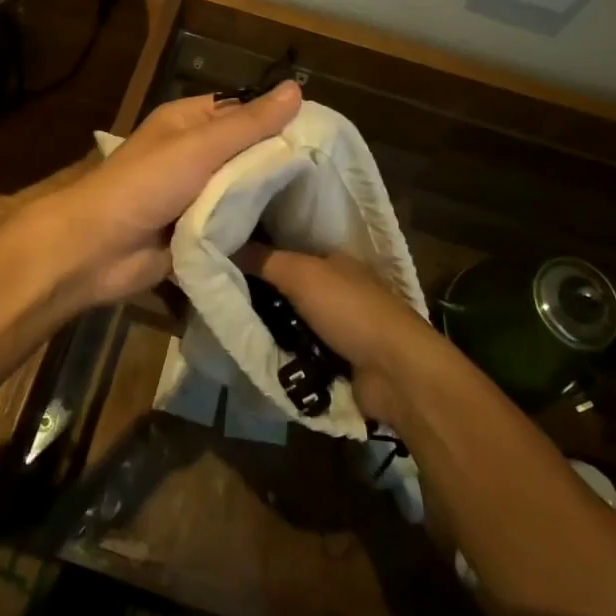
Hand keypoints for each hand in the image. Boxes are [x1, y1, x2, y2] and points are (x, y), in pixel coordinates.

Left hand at [43, 81, 303, 308]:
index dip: (279, 119)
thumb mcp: (200, 146)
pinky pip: (234, 223)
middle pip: (247, 152)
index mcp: (189, 122)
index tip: (324, 134)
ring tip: (322, 204)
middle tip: (331, 176)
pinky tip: (293, 232)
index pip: (243, 111)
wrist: (97, 249)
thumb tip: (296, 88)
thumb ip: (248, 123)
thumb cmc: (145, 184)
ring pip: (243, 190)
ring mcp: (196, 194)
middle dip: (279, 163)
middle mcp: (195, 154)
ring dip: (269, 198)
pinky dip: (254, 227)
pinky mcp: (198, 231)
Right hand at [233, 244, 440, 421]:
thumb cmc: (350, 310)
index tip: (223, 262)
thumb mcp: (302, 274)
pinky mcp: (337, 362)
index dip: (258, 256)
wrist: (395, 372)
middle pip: (287, 289)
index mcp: (333, 262)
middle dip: (260, 296)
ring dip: (269, 328)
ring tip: (229, 328)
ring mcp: (338, 328)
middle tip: (220, 300)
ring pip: (290, 322)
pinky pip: (298, 352)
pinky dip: (283, 354)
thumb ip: (265, 260)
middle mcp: (336, 290)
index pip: (288, 253)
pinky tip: (254, 354)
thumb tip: (226, 244)